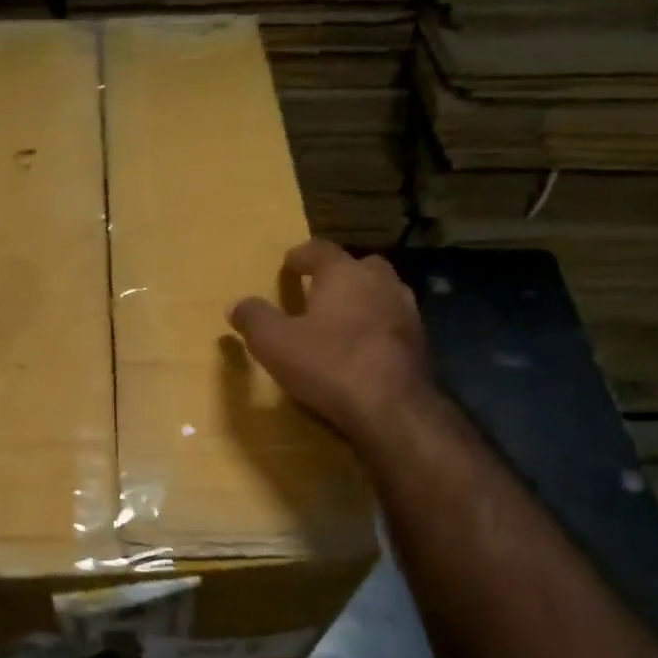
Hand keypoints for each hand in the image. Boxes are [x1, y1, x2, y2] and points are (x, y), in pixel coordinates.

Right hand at [228, 240, 440, 451]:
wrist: (393, 407)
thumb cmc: (329, 365)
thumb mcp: (275, 343)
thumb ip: (254, 319)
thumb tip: (236, 305)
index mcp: (344, 274)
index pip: (320, 250)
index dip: (301, 255)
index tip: (289, 263)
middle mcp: (380, 282)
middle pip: (359, 266)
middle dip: (339, 274)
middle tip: (319, 290)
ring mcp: (406, 311)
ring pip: (382, 294)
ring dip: (362, 300)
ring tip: (342, 320)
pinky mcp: (421, 342)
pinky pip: (393, 324)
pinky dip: (378, 328)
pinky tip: (365, 348)